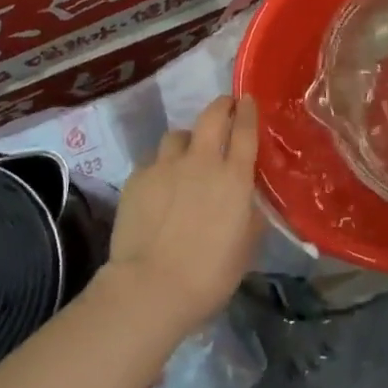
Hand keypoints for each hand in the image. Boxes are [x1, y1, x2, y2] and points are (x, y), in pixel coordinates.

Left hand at [99, 96, 264, 336]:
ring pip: (177, 135)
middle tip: (225, 108)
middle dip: (221, 106)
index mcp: (234, 178)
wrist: (150, 288)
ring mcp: (165, 166)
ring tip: (186, 155)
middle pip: (211, 116)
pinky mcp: (137, 178)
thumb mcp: (245, 248)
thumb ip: (249, 216)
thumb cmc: (209, 276)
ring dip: (186, 140)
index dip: (248, 111)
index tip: (247, 99)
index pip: (245, 130)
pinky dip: (160, 167)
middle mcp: (201, 162)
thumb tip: (248, 201)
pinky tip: (159, 185)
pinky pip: (152, 161)